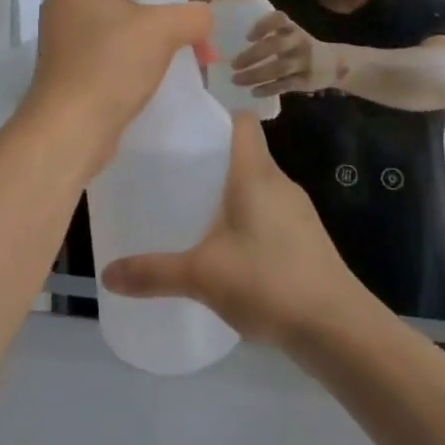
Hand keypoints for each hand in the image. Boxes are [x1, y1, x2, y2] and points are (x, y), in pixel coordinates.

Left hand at [22, 0, 211, 158]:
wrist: (68, 129)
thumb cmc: (110, 64)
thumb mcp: (162, 30)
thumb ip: (193, 13)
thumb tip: (202, 16)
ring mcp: (68, 29)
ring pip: (117, 8)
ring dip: (154, 15)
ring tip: (189, 32)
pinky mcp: (74, 60)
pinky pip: (112, 37)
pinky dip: (141, 41)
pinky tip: (171, 60)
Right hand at [100, 115, 364, 347]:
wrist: (338, 328)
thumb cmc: (268, 282)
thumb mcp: (202, 276)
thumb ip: (153, 272)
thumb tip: (106, 274)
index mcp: (255, 174)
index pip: (242, 121)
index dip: (217, 116)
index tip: (186, 128)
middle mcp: (279, 182)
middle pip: (246, 152)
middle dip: (214, 158)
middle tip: (176, 173)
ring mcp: (298, 211)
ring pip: (259, 185)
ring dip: (232, 191)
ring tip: (197, 210)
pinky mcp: (307, 238)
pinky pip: (271, 212)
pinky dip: (250, 218)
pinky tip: (230, 248)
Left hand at [232, 12, 342, 97]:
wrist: (336, 65)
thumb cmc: (301, 47)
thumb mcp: (290, 35)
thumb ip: (270, 34)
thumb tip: (232, 40)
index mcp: (292, 28)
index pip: (279, 19)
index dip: (263, 25)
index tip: (247, 36)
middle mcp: (299, 42)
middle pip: (275, 46)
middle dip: (252, 55)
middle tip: (233, 64)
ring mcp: (304, 61)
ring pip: (278, 68)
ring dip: (256, 75)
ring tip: (236, 80)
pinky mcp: (307, 80)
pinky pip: (285, 85)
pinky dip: (268, 89)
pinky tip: (253, 92)